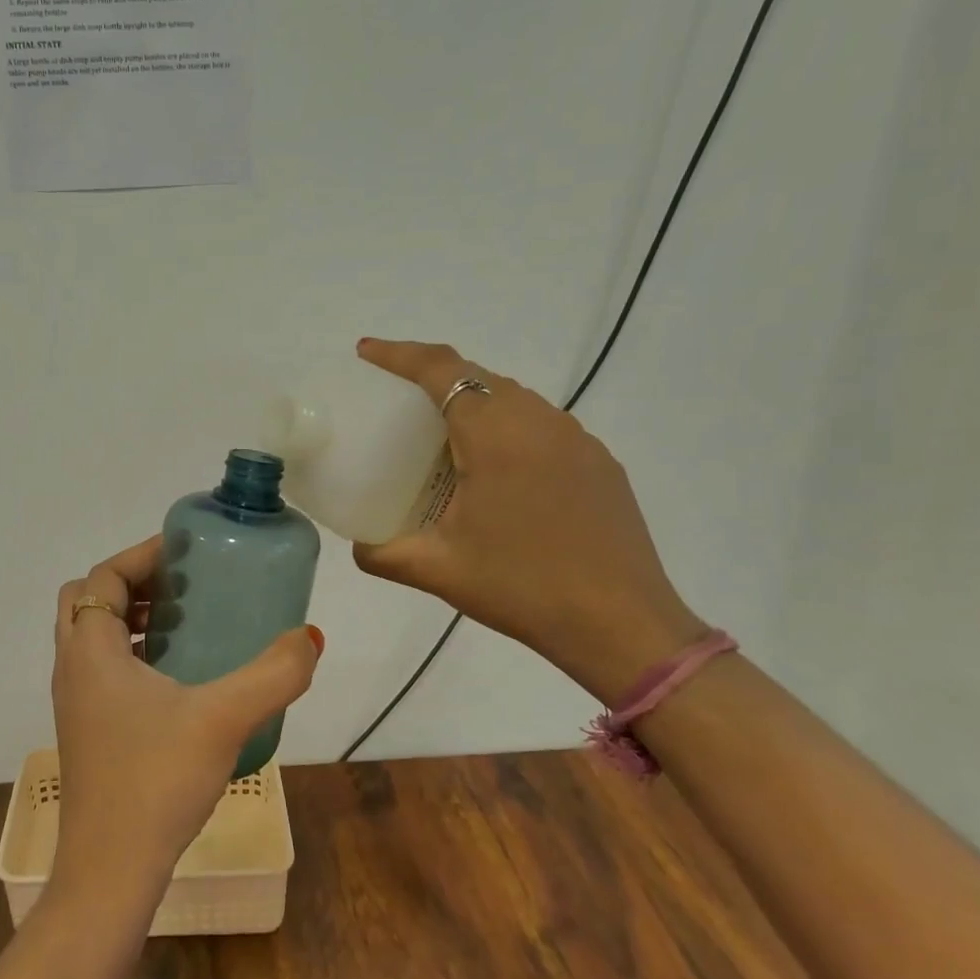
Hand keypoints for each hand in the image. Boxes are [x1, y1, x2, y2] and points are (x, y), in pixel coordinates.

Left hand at [50, 536, 321, 894]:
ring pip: (93, 636)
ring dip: (132, 618)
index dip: (141, 555)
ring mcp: (75, 702)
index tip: (185, 552)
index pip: (103, 576)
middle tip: (183, 586)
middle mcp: (73, 668)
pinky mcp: (87, 730)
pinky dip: (132, 653)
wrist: (110, 871)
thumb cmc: (157, 781)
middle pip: (89, 600)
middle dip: (133, 583)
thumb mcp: (223, 719)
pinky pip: (102, 669)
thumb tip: (309, 637)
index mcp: (90, 650)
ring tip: (186, 624)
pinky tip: (179, 679)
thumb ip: (273, 674)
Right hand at [350, 338, 704, 706]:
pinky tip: (495, 472)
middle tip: (395, 401)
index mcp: (496, 433)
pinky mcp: (599, 463)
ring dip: (472, 403)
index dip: (399, 354)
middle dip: (431, 377)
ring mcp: (577, 440)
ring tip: (441, 437)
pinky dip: (506, 428)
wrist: (622, 625)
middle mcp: (539, 420)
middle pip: (477, 377)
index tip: (366, 353)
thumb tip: (357, 546)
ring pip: (513, 399)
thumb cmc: (522, 587)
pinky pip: (541, 426)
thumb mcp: (437, 570)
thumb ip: (382, 553)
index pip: (441, 370)